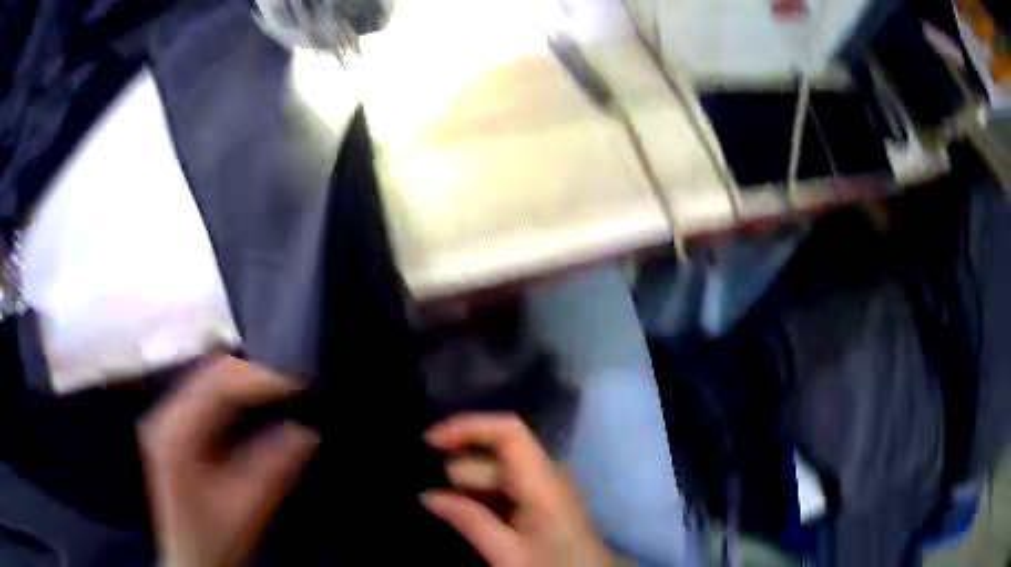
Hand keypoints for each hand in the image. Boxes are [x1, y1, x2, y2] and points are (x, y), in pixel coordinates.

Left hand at [139, 356, 318, 566]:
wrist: (192, 560)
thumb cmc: (211, 541)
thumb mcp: (246, 509)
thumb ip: (274, 468)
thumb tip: (304, 431)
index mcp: (175, 434)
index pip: (218, 380)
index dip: (262, 377)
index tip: (299, 385)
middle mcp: (165, 418)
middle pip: (211, 371)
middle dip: (256, 376)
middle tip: (295, 390)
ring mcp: (168, 420)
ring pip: (210, 379)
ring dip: (247, 384)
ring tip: (282, 396)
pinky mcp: (176, 428)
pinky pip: (208, 395)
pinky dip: (236, 397)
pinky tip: (256, 408)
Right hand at [422, 414, 614, 566]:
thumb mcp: (508, 555)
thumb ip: (469, 521)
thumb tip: (428, 495)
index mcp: (543, 483)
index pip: (508, 432)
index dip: (468, 427)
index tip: (429, 441)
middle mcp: (546, 476)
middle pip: (494, 458)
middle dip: (458, 472)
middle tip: (428, 498)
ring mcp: (545, 489)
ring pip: (496, 475)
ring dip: (467, 488)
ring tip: (439, 509)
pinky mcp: (542, 503)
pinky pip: (504, 490)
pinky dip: (481, 499)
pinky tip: (463, 516)